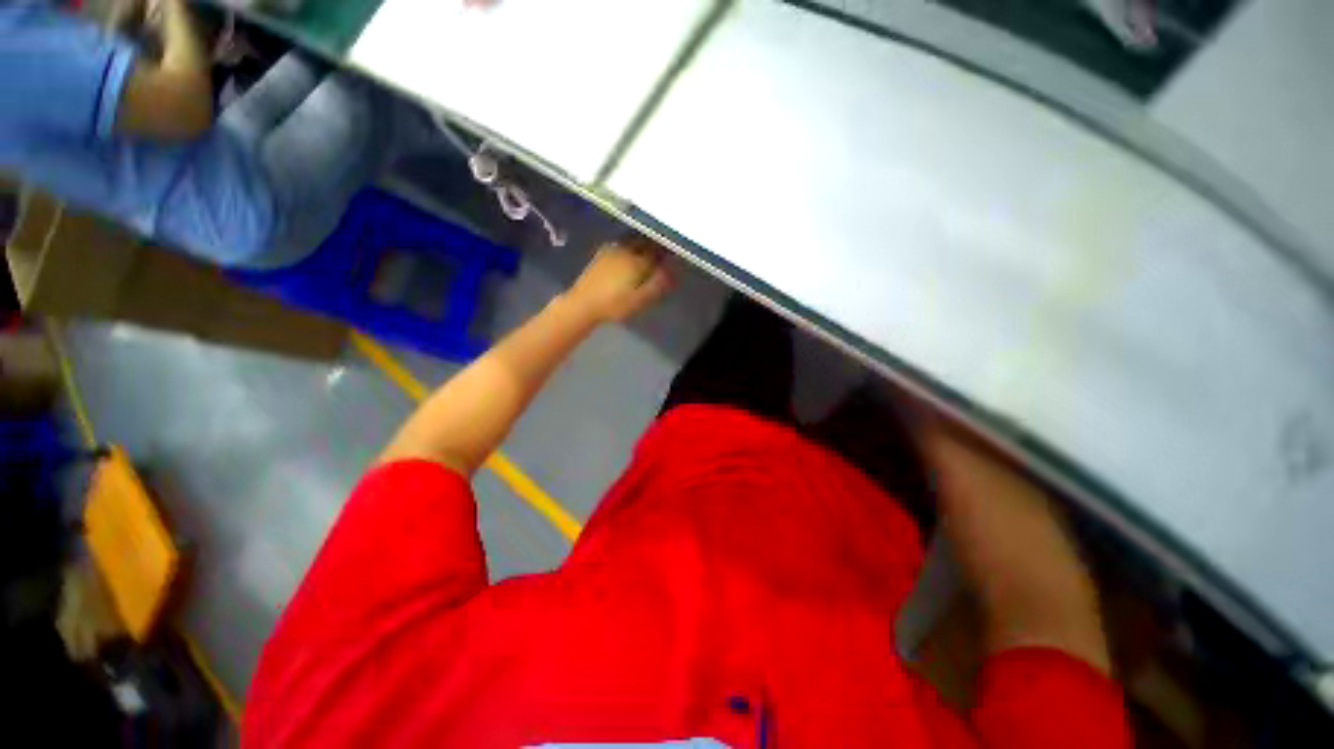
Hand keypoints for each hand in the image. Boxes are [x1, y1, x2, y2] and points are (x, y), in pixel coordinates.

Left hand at [565, 237, 674, 322]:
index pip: (659, 251)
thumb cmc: (614, 305)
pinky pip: (623, 243)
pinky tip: (631, 253)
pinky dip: (631, 245)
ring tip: (650, 251)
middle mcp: (626, 250)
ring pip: (634, 240)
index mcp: (638, 260)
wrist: (583, 304)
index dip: (668, 252)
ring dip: (644, 242)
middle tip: (664, 252)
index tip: (675, 255)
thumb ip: (658, 284)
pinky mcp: (602, 253)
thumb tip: (673, 271)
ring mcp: (613, 249)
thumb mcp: (640, 299)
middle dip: (656, 244)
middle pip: (646, 241)